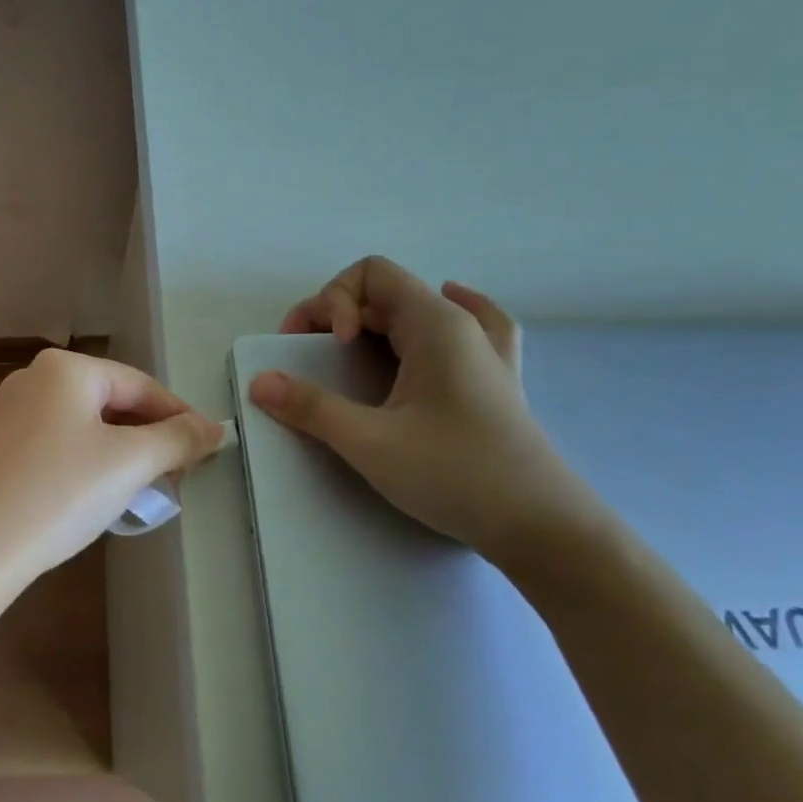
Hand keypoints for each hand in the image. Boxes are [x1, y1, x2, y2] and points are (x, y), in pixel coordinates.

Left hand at [0, 349, 223, 585]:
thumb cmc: (58, 494)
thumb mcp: (130, 464)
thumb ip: (178, 439)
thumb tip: (213, 429)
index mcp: (64, 370)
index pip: (140, 385)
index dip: (179, 417)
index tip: (207, 449)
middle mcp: (29, 380)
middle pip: (108, 404)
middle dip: (146, 440)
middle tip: (175, 477)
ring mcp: (2, 415)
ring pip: (78, 427)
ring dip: (115, 455)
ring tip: (136, 491)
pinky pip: (49, 448)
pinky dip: (78, 466)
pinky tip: (85, 499)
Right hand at [249, 256, 598, 556]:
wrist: (543, 527)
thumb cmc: (456, 474)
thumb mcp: (371, 442)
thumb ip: (311, 407)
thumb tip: (259, 383)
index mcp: (436, 324)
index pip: (370, 274)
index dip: (332, 299)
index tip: (327, 348)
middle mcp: (462, 325)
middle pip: (387, 291)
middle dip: (338, 314)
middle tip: (312, 359)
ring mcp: (485, 352)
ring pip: (418, 311)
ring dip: (374, 325)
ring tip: (350, 356)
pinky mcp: (496, 382)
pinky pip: (467, 328)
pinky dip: (436, 323)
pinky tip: (433, 336)